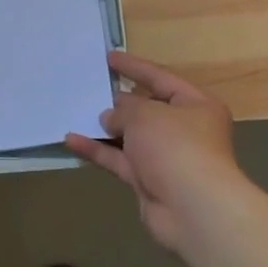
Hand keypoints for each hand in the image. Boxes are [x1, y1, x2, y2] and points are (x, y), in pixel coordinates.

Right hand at [64, 51, 253, 262]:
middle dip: (118, 100)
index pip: (161, 78)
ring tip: (75, 111)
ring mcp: (165, 157)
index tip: (108, 58)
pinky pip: (119, 160)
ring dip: (104, 127)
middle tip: (89, 87)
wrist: (193, 208)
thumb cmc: (176, 146)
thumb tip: (111, 117)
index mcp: (196, 106)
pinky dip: (97, 151)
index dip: (134, 67)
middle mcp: (183, 130)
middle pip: (146, 109)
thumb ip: (123, 109)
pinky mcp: (148, 181)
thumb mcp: (146, 114)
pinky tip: (71, 141)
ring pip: (129, 136)